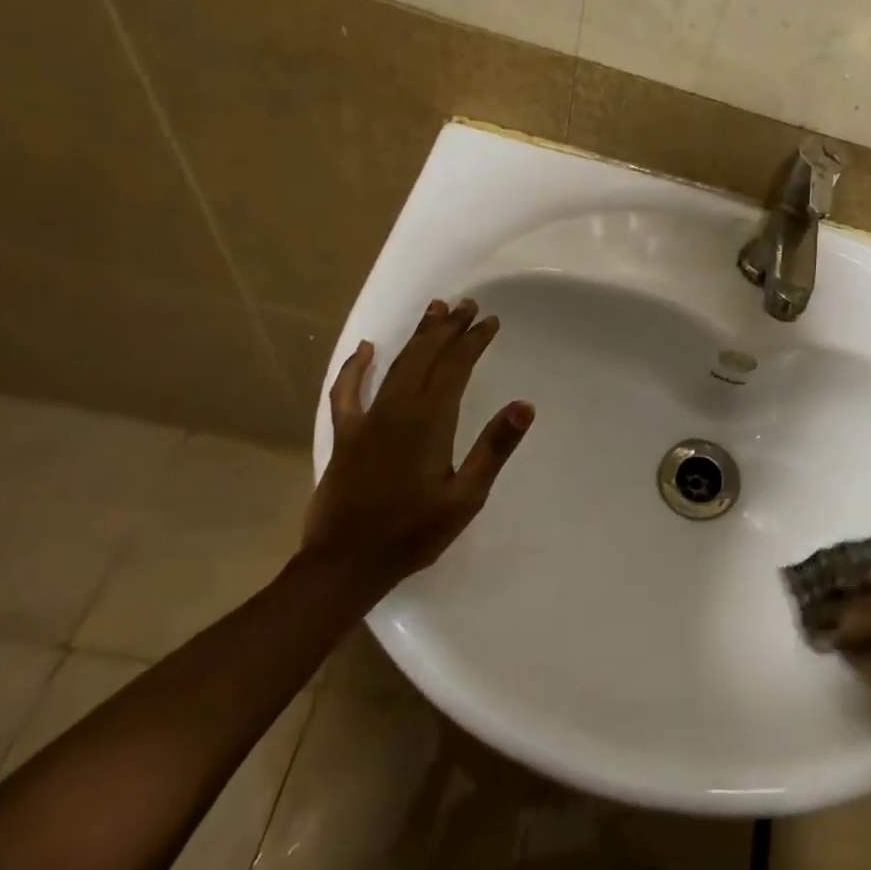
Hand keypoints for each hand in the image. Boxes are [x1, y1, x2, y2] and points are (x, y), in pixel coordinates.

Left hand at [300, 298, 533, 589]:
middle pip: (425, 357)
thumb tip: (525, 405)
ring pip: (395, 365)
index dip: (474, 341)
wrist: (345, 564)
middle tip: (467, 305)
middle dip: (448, 328)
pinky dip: (356, 367)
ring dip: (416, 337)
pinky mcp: (345, 435)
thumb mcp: (466, 497)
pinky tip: (366, 349)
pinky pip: (347, 391)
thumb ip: (494, 448)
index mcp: (429, 422)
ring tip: (434, 311)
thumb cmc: (414, 533)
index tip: (490, 321)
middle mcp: (396, 410)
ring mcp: (366, 420)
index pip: (455, 367)